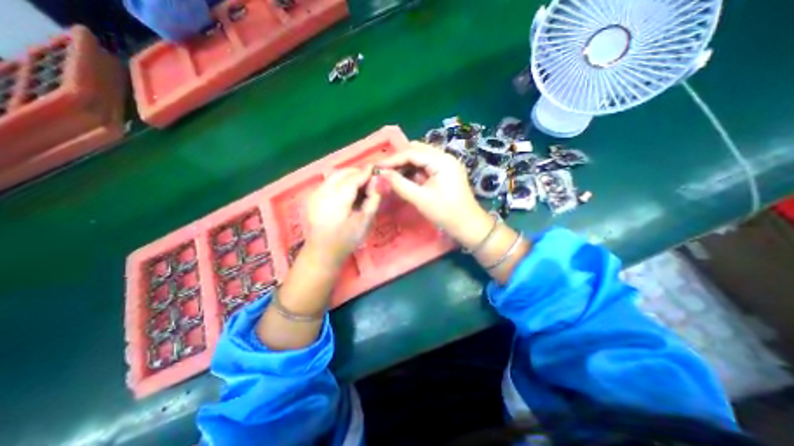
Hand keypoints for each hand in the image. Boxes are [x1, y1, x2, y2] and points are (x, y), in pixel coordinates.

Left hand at [304, 164, 381, 266]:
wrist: (322, 253)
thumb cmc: (346, 240)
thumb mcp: (365, 222)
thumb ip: (373, 199)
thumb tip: (378, 180)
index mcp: (337, 199)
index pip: (354, 178)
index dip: (366, 172)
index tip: (377, 169)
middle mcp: (323, 192)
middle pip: (342, 173)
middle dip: (357, 173)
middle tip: (370, 180)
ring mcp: (315, 194)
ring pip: (334, 177)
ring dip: (348, 177)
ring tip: (360, 187)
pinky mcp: (312, 197)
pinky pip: (329, 183)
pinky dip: (340, 183)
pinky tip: (347, 193)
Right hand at [377, 140, 490, 244]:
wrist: (468, 226)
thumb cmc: (446, 213)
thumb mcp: (420, 198)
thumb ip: (399, 184)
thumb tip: (382, 173)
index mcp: (441, 161)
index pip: (412, 153)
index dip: (393, 159)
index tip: (377, 166)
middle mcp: (445, 157)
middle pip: (417, 152)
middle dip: (399, 160)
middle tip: (383, 170)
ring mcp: (446, 165)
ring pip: (421, 159)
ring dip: (406, 166)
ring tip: (391, 174)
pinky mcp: (445, 173)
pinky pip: (426, 167)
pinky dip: (414, 172)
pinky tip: (404, 178)